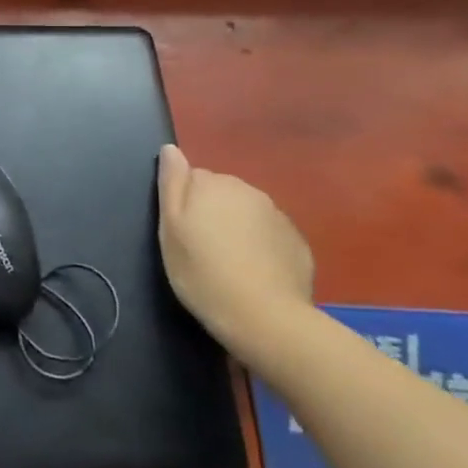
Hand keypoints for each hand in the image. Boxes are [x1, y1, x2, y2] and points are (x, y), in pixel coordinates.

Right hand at [157, 143, 314, 362]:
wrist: (265, 319)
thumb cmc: (203, 273)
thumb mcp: (170, 229)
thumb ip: (171, 183)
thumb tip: (170, 149)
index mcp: (213, 184)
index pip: (191, 178)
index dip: (184, 205)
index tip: (182, 234)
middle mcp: (248, 190)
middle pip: (222, 193)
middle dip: (212, 213)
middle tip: (202, 250)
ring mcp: (277, 215)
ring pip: (247, 213)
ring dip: (237, 228)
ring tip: (229, 264)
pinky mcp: (297, 242)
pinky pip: (270, 235)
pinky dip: (261, 247)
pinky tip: (255, 273)